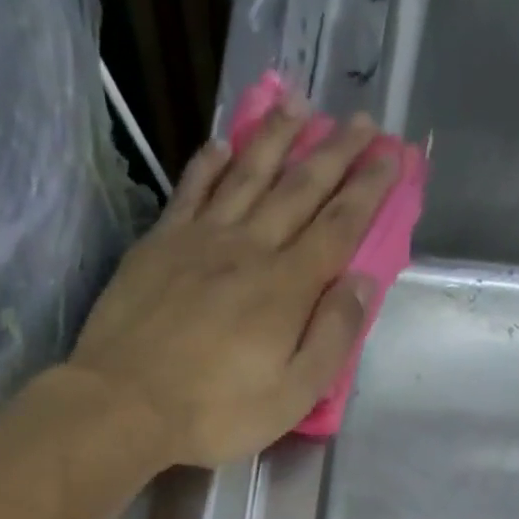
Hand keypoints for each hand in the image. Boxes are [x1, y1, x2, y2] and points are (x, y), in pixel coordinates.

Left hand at [66, 100, 401, 468]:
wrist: (126, 403)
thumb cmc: (214, 412)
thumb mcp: (291, 396)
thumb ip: (331, 338)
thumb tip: (364, 283)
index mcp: (286, 288)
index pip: (338, 227)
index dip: (368, 189)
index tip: (392, 155)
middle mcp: (249, 248)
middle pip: (299, 189)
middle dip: (335, 152)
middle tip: (362, 120)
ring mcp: (200, 240)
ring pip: (247, 175)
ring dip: (276, 138)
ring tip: (298, 106)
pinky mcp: (159, 244)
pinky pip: (190, 190)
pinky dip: (209, 163)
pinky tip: (221, 144)